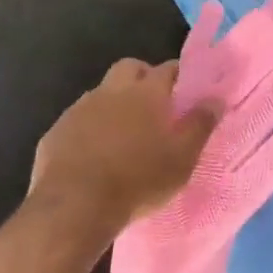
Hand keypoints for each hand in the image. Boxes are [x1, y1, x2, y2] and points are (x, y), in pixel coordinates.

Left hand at [31, 60, 218, 239]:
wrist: (75, 205)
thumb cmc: (139, 180)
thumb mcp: (182, 159)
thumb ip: (200, 125)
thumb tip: (215, 99)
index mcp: (146, 93)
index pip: (168, 68)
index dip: (179, 75)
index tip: (187, 89)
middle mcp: (112, 91)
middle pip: (130, 67)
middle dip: (143, 77)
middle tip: (155, 105)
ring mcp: (80, 108)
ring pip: (102, 92)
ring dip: (115, 103)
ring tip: (125, 133)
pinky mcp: (57, 130)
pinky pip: (79, 119)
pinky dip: (91, 127)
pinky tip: (95, 153)